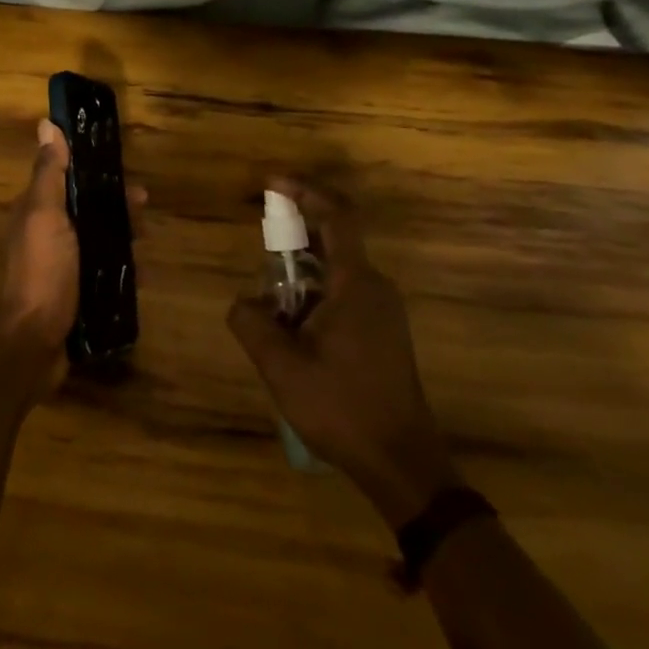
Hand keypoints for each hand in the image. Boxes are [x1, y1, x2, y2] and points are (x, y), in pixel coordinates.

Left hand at [0, 120, 143, 390]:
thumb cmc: (42, 271)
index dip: (95, 171)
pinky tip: (144, 274)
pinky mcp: (76, 292)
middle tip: (144, 211)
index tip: (124, 171)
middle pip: (88, 209)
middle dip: (116, 206)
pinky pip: (105, 271)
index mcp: (37, 210)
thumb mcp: (45, 215)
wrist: (35, 343)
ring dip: (124, 237)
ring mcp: (62, 265)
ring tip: (147, 244)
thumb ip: (49, 173)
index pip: (68, 178)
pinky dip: (124, 269)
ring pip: (99, 239)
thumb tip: (46, 123)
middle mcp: (48, 233)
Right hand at [227, 179, 458, 527]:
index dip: (305, 191)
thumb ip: (252, 323)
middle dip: (295, 232)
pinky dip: (315, 290)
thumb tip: (244, 302)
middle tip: (261, 241)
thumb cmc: (343, 408)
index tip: (272, 183)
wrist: (404, 465)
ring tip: (271, 296)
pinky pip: (345, 292)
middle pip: (334, 239)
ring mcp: (384, 311)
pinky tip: (293, 323)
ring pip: (337, 269)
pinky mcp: (384, 333)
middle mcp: (375, 288)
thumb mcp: (282, 367)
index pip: (337, 217)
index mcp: (356, 284)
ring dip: (302, 269)